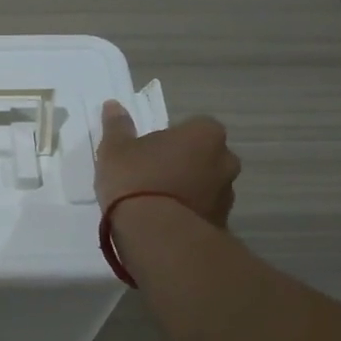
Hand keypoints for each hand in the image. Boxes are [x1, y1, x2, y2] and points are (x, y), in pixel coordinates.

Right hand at [95, 100, 241, 227]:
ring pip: (205, 185)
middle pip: (203, 157)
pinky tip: (163, 224)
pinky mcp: (221, 225)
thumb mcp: (115, 149)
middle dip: (184, 164)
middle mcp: (225, 160)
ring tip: (156, 205)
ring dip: (188, 190)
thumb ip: (117, 126)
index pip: (192, 127)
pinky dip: (188, 214)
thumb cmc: (136, 180)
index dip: (170, 139)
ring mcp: (227, 195)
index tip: (148, 152)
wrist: (155, 234)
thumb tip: (113, 105)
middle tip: (152, 176)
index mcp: (205, 134)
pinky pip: (202, 212)